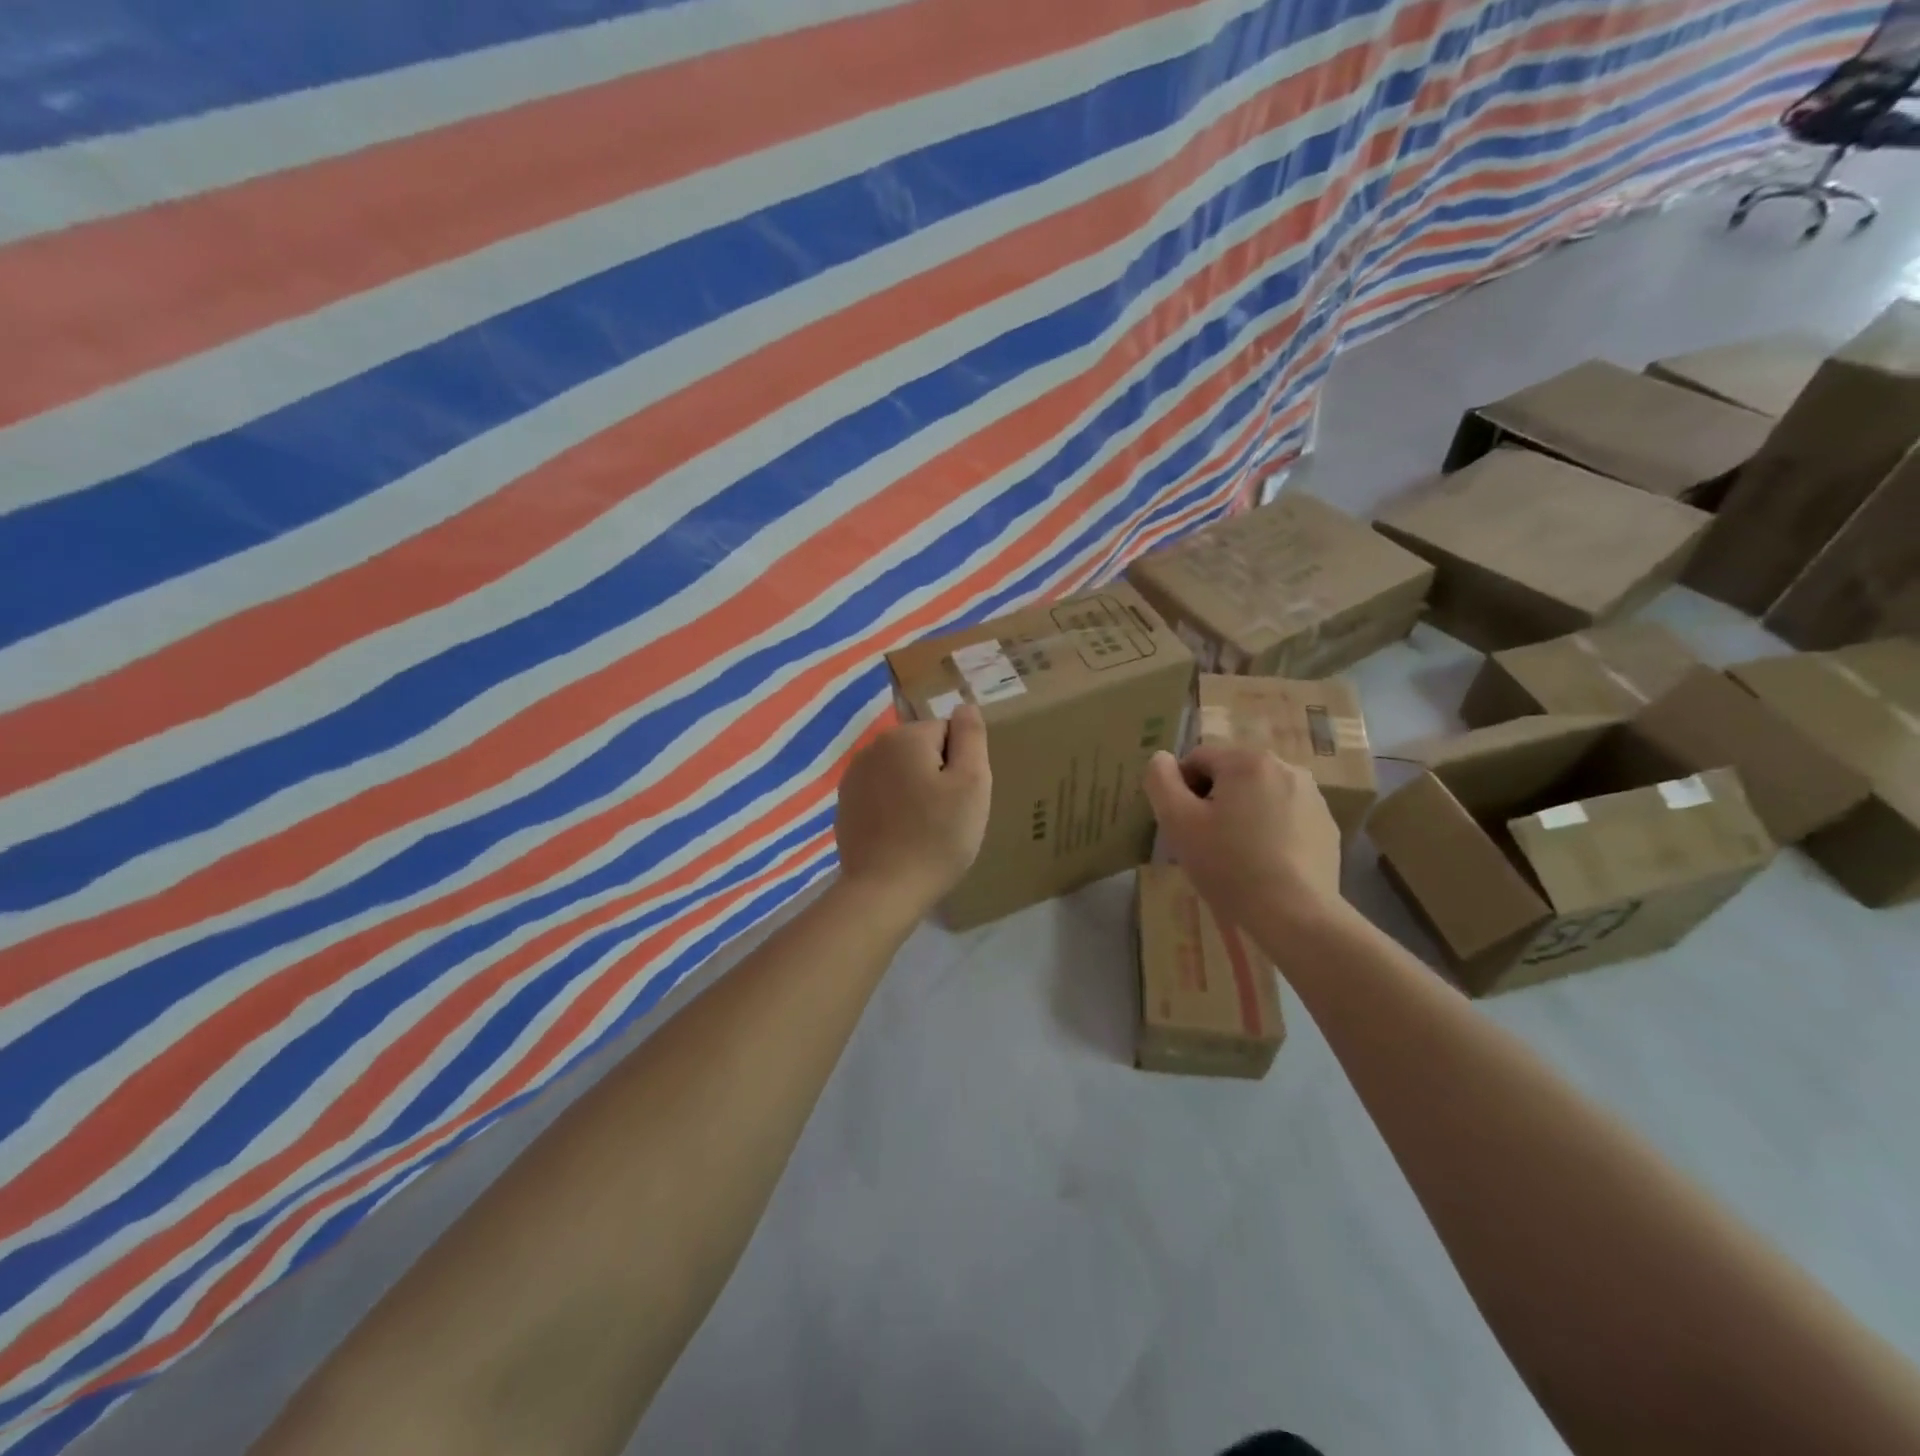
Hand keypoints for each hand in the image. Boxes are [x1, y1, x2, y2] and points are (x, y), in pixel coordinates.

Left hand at [834, 703, 992, 915]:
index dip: (961, 765)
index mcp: (905, 737)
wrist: (883, 891)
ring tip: (925, 830)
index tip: (961, 798)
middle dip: (938, 776)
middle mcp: (873, 748)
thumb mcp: (972, 783)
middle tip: (947, 816)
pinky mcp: (845, 806)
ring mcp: (853, 778)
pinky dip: (894, 810)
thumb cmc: (937, 836)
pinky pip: (882, 796)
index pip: (948, 733)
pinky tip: (901, 838)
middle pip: (922, 751)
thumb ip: (971, 737)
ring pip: (901, 774)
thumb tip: (964, 705)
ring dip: (915, 792)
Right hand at [1143, 744, 1341, 930]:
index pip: (1197, 759)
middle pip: (1230, 775)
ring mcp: (1312, 797)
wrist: (1295, 916)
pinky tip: (1264, 863)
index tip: (1181, 825)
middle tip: (1205, 842)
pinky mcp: (1326, 826)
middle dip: (1212, 801)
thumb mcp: (1178, 822)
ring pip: (1258, 796)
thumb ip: (1161, 781)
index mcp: (1247, 760)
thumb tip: (1161, 759)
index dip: (1180, 790)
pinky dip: (1269, 831)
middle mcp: (1286, 767)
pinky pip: (1284, 817)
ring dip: (1241, 814)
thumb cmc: (1229, 865)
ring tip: (1235, 855)